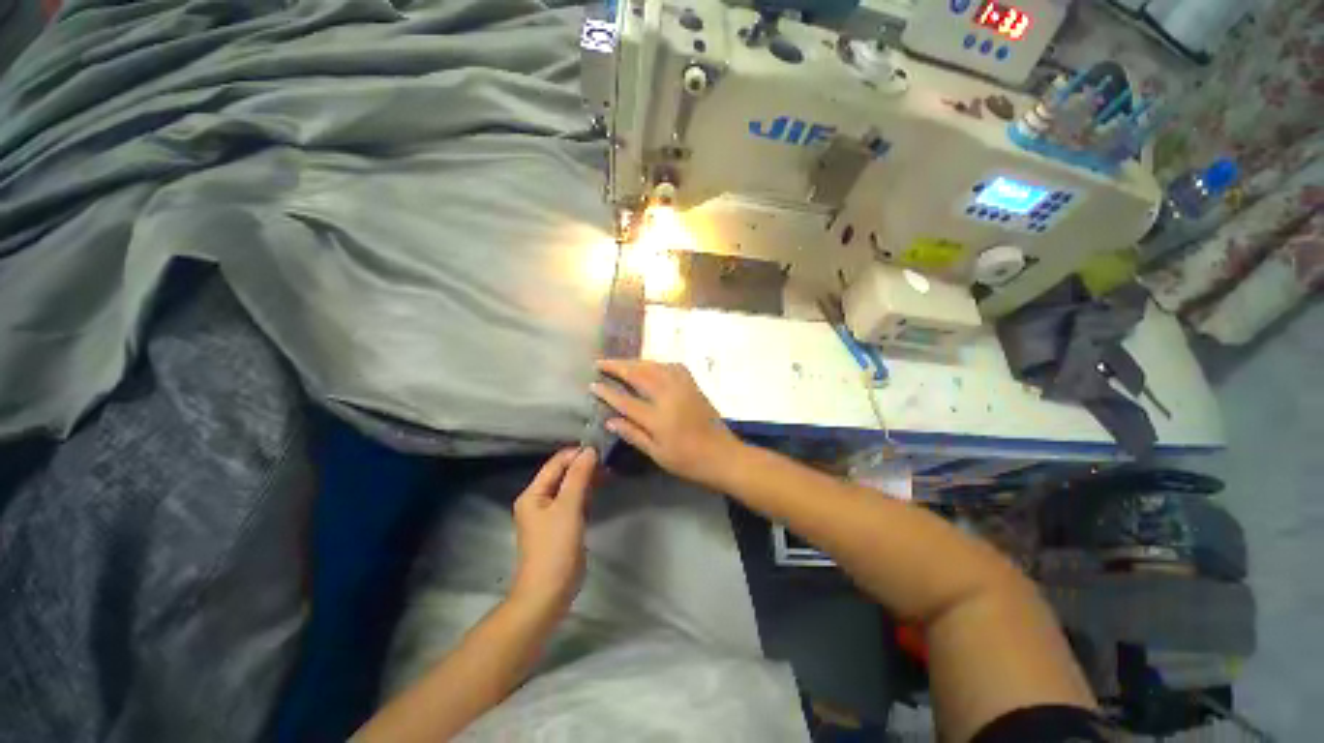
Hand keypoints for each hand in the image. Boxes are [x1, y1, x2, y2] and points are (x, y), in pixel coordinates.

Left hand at [510, 447, 598, 615]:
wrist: (548, 592)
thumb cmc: (555, 547)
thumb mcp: (568, 507)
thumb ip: (578, 477)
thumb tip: (589, 450)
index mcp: (533, 493)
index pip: (556, 463)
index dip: (577, 454)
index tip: (601, 450)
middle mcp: (539, 500)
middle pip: (562, 474)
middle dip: (583, 466)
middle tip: (608, 462)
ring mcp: (550, 514)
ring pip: (570, 487)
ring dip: (587, 479)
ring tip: (608, 473)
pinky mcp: (561, 525)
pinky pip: (574, 501)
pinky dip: (586, 494)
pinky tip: (599, 491)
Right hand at [591, 359, 741, 486]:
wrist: (722, 454)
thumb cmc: (688, 460)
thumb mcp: (657, 454)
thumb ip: (633, 434)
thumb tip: (610, 420)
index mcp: (657, 417)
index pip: (625, 400)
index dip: (607, 392)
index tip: (592, 384)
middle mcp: (668, 395)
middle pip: (639, 374)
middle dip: (618, 366)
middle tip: (600, 362)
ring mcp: (682, 387)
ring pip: (654, 366)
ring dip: (635, 361)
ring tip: (620, 362)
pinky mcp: (692, 384)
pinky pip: (671, 366)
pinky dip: (656, 363)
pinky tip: (649, 365)